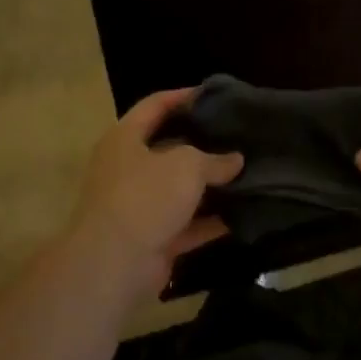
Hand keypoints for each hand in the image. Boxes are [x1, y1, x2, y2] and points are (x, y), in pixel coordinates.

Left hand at [64, 88, 243, 296]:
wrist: (114, 264)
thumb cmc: (145, 197)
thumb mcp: (186, 165)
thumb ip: (214, 159)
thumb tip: (235, 160)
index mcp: (125, 139)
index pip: (154, 106)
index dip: (182, 96)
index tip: (214, 95)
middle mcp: (127, 169)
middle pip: (168, 148)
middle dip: (202, 144)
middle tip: (237, 136)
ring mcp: (138, 206)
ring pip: (179, 189)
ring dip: (209, 186)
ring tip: (246, 173)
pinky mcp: (152, 239)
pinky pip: (186, 224)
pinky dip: (210, 221)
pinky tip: (241, 215)